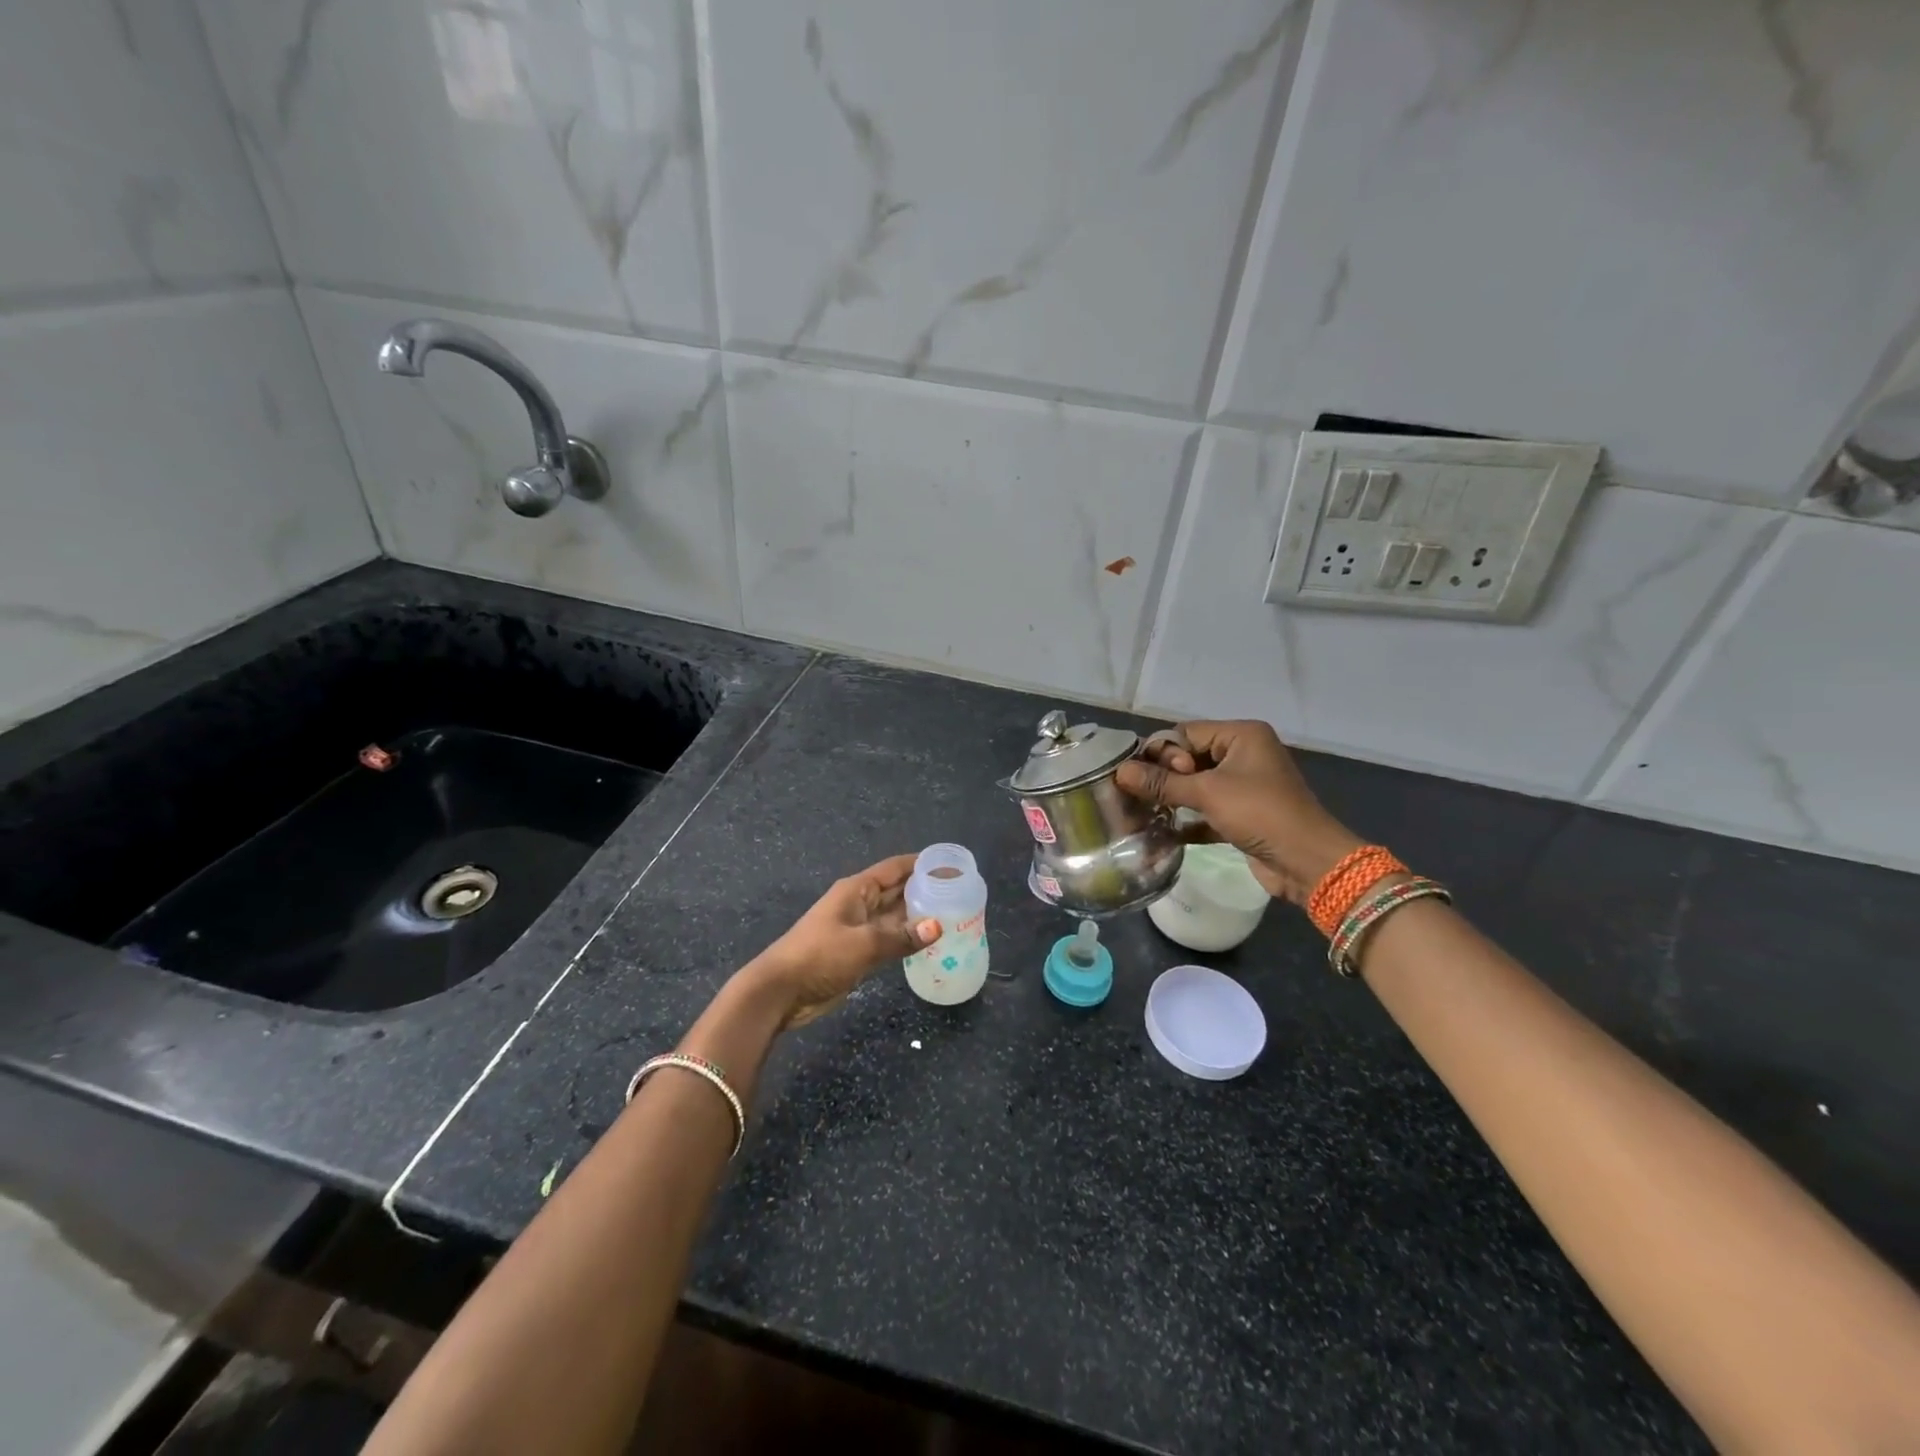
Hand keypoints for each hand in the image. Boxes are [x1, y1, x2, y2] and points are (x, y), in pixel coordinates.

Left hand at [742, 855, 939, 1029]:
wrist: (780, 992)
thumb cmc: (819, 956)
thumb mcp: (863, 944)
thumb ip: (901, 936)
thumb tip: (938, 927)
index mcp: (857, 890)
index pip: (895, 868)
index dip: (921, 863)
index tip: (950, 864)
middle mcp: (859, 904)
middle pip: (897, 890)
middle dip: (925, 889)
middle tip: (960, 892)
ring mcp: (858, 929)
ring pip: (895, 916)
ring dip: (919, 915)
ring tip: (953, 915)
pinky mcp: (857, 952)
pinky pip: (889, 939)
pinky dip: (907, 938)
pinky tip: (929, 942)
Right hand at [1114, 720, 1360, 905]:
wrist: (1307, 862)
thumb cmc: (1260, 813)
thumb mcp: (1208, 793)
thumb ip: (1162, 783)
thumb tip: (1119, 772)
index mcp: (1241, 735)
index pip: (1185, 733)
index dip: (1161, 753)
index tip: (1144, 777)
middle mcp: (1243, 754)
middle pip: (1188, 758)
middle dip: (1163, 776)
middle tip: (1142, 795)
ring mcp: (1244, 786)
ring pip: (1196, 785)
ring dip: (1172, 798)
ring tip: (1143, 811)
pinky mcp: (1242, 815)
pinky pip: (1206, 810)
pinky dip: (1187, 819)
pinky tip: (1162, 832)